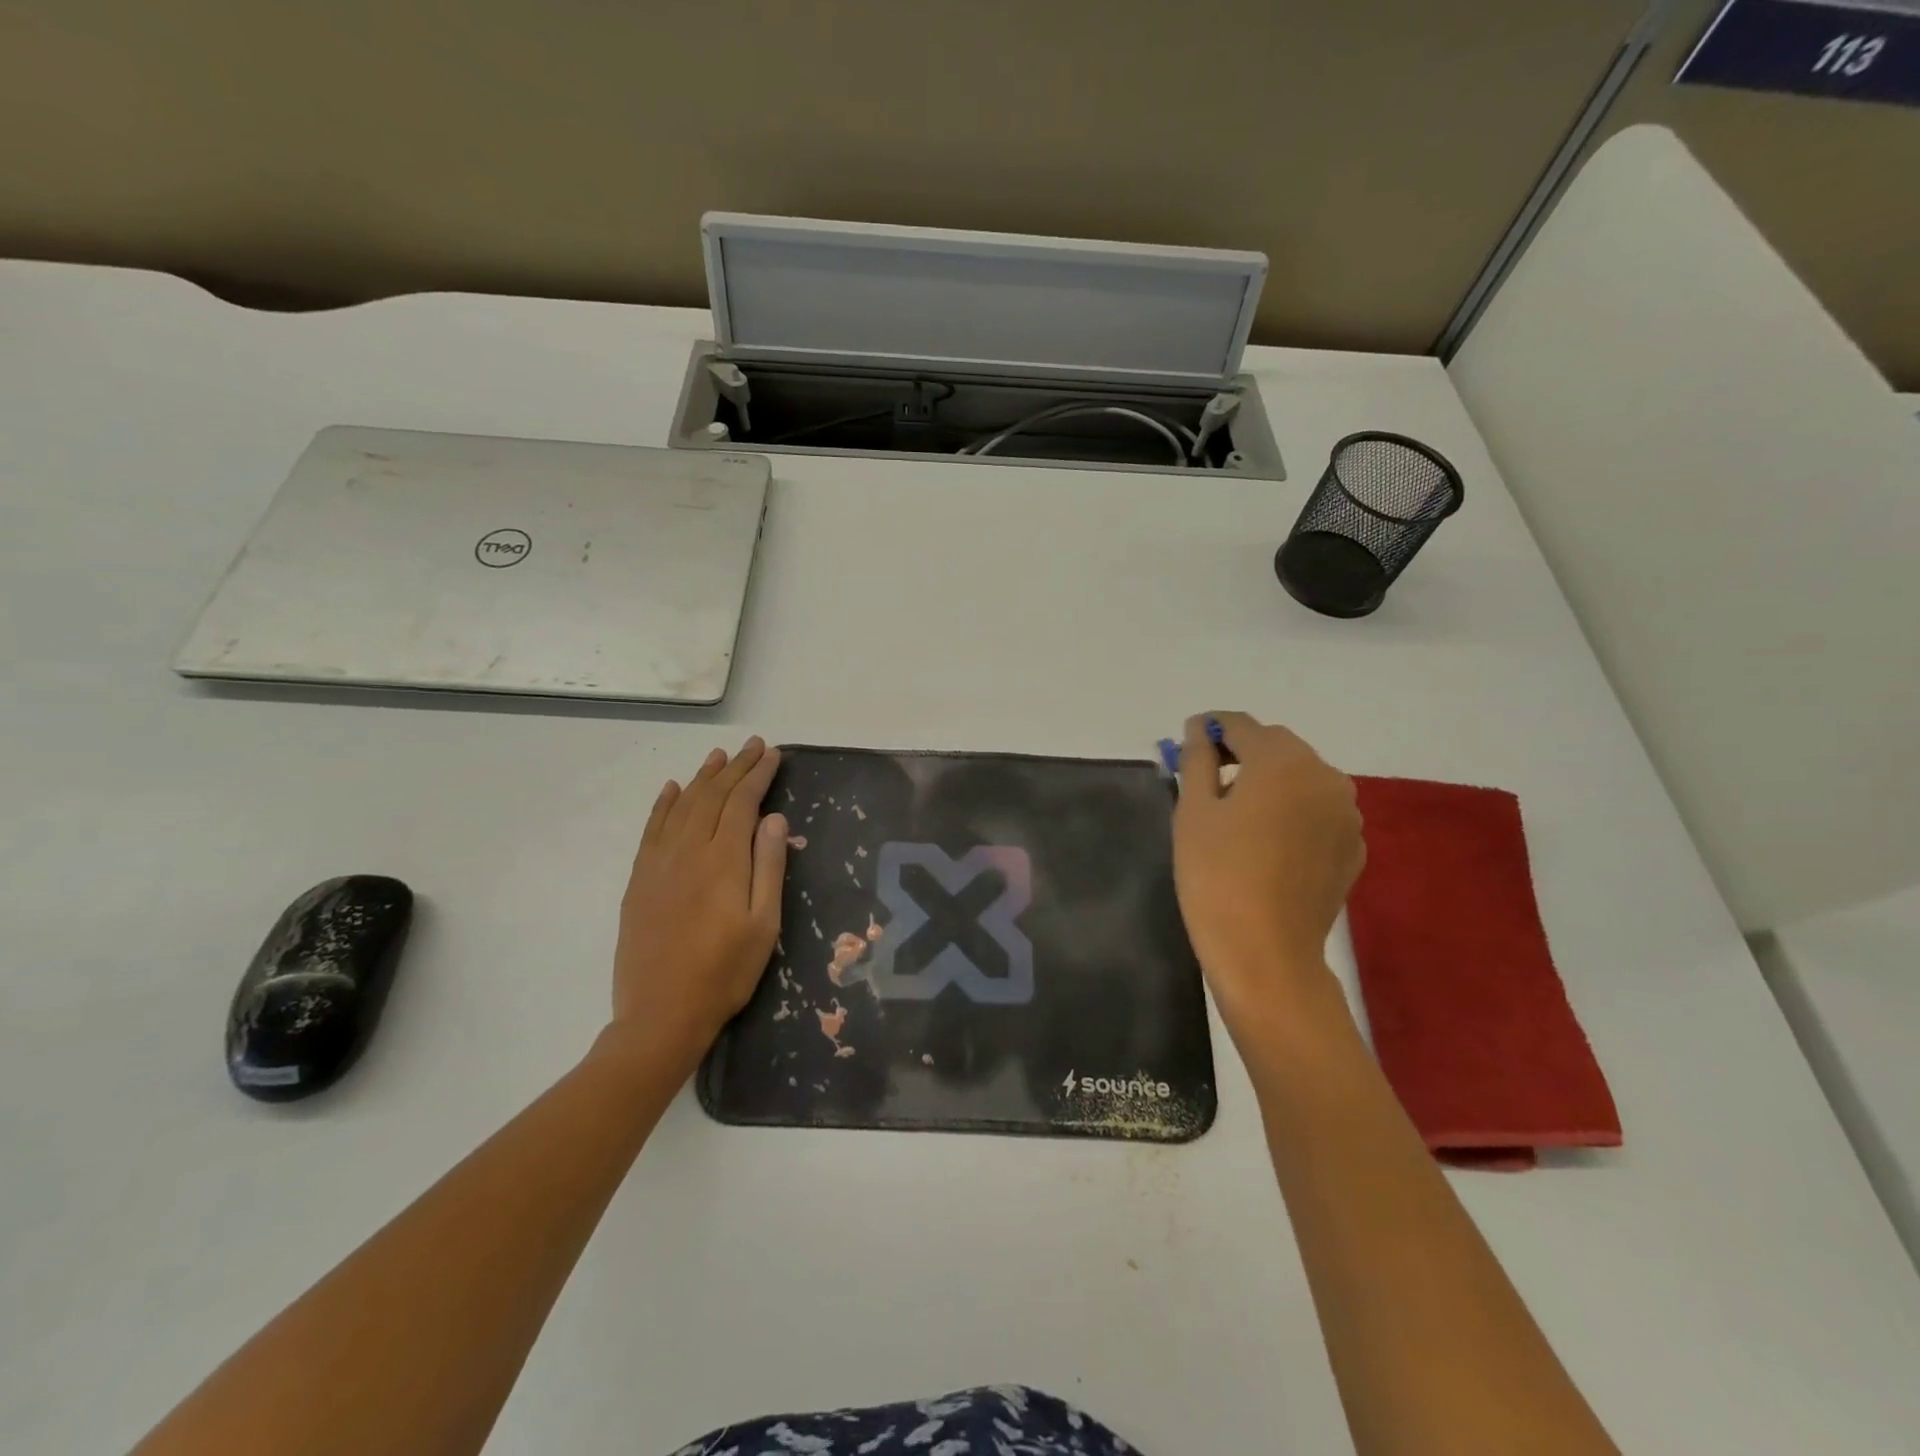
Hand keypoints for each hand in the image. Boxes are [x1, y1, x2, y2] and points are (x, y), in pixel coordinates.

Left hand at [607, 738, 786, 1071]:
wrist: (660, 1015)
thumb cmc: (724, 972)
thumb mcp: (764, 924)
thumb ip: (769, 866)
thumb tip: (774, 818)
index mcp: (723, 860)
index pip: (743, 802)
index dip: (758, 774)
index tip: (772, 753)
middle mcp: (688, 851)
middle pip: (712, 796)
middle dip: (735, 767)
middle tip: (752, 745)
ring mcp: (658, 864)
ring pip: (682, 806)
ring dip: (702, 778)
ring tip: (718, 757)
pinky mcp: (639, 880)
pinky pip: (652, 830)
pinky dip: (664, 804)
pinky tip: (672, 789)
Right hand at [1172, 712, 1363, 1028]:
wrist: (1266, 955)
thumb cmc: (1216, 876)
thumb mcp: (1193, 811)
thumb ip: (1198, 758)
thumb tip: (1200, 728)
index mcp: (1282, 760)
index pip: (1241, 724)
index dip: (1210, 727)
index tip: (1187, 741)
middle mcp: (1325, 775)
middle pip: (1276, 746)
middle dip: (1242, 753)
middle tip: (1206, 780)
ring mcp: (1346, 813)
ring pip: (1300, 777)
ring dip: (1269, 781)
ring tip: (1237, 815)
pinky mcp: (1352, 846)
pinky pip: (1317, 810)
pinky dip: (1291, 811)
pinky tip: (1267, 843)